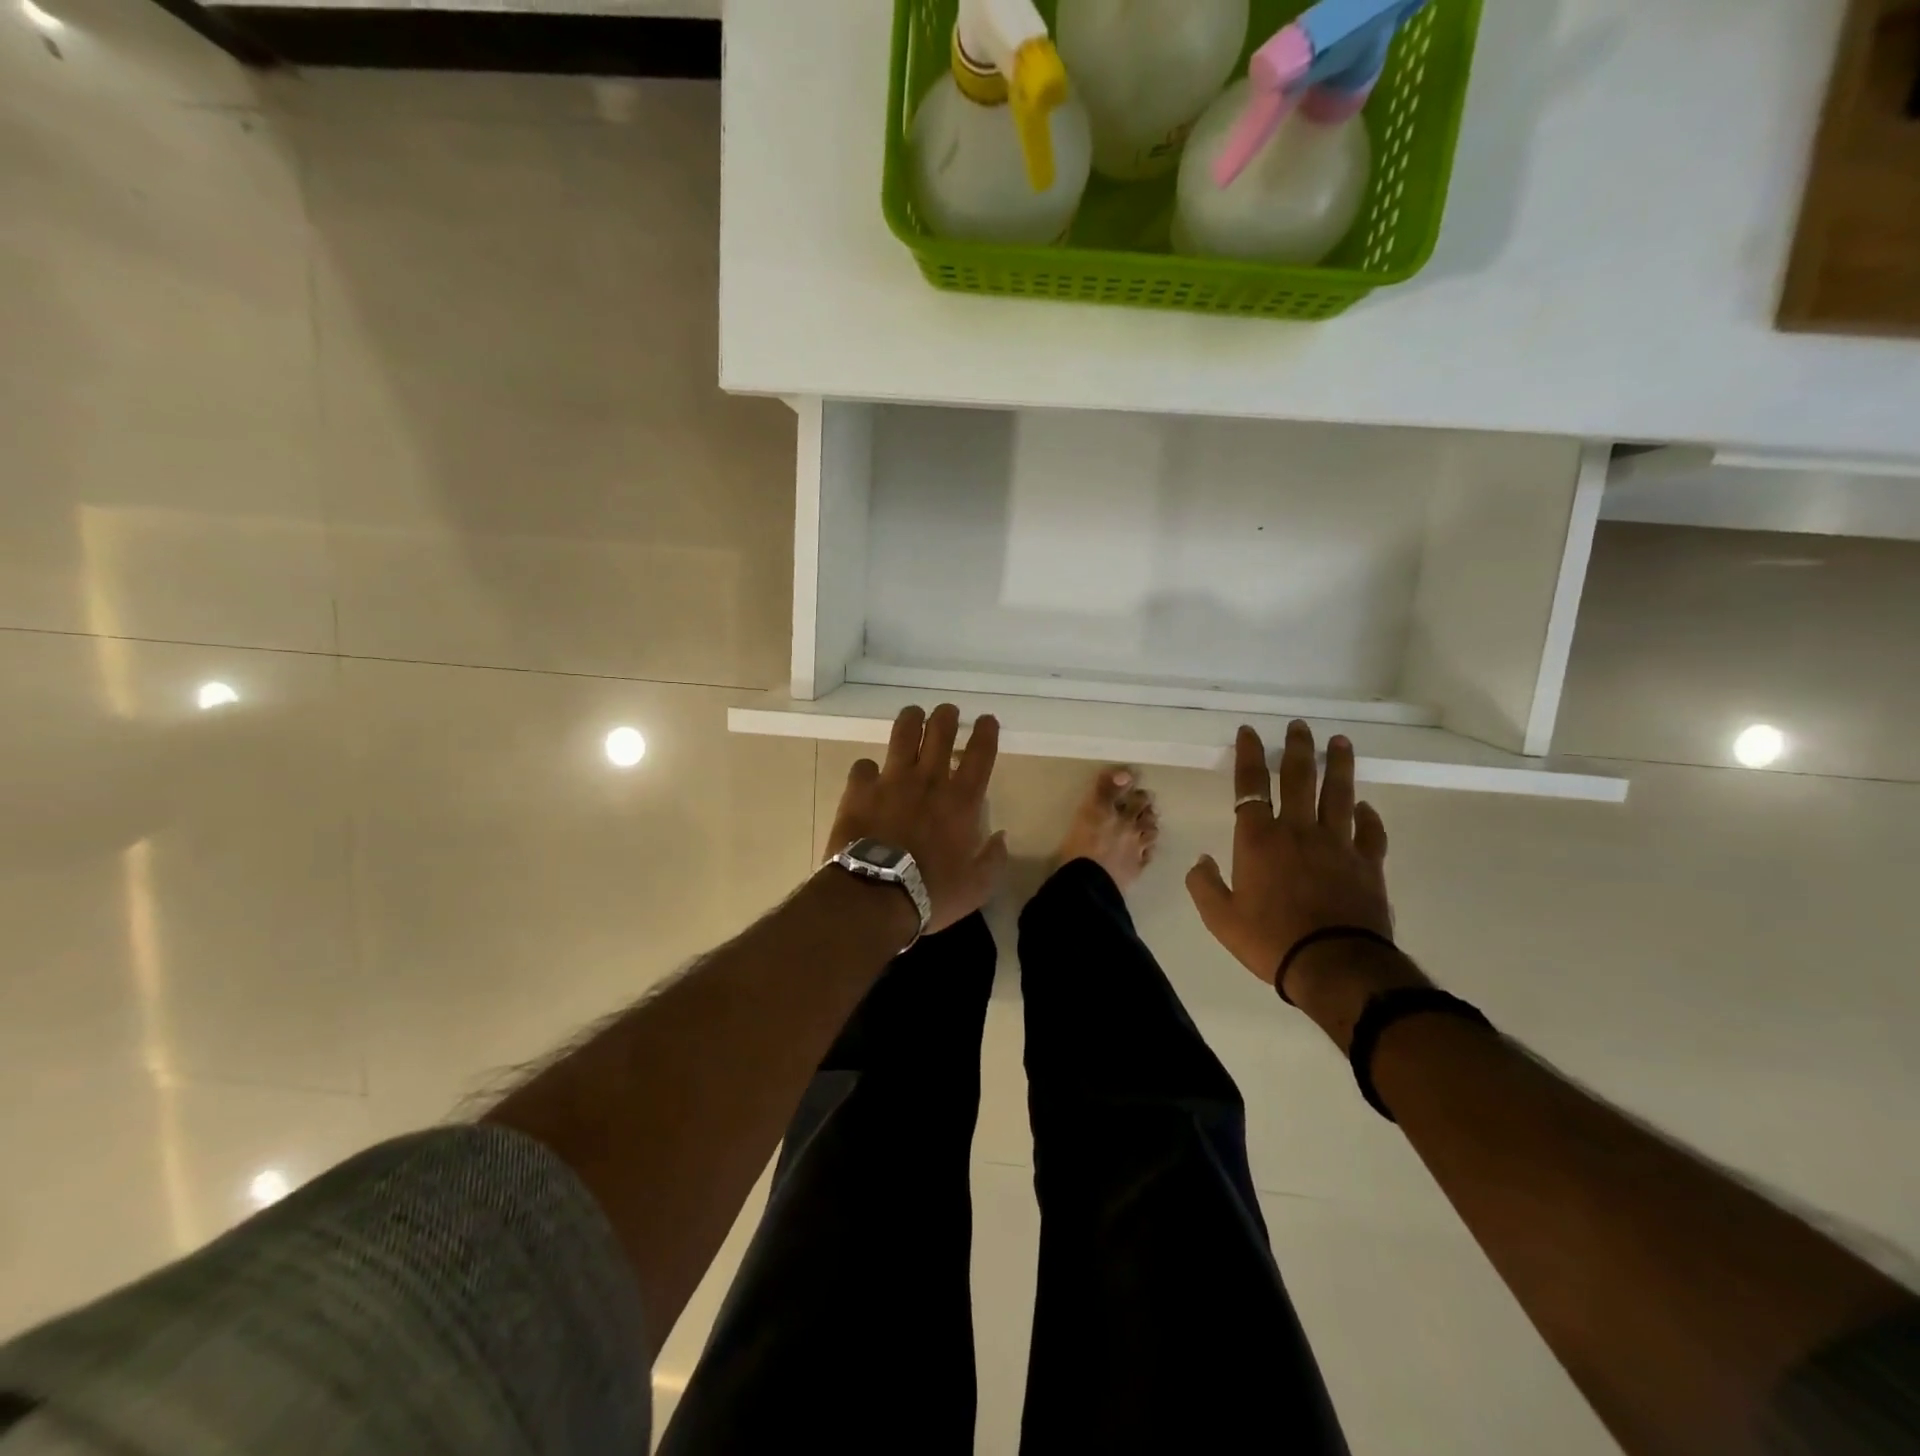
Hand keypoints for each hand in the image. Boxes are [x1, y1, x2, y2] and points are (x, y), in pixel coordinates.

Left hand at [824, 704, 1009, 933]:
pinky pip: (864, 765)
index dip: (986, 732)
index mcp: (962, 800)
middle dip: (946, 716)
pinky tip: (869, 774)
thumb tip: (1001, 837)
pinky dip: (868, 768)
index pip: (981, 753)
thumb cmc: (931, 893)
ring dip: (911, 720)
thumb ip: (993, 859)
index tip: (986, 720)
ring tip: (913, 716)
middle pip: (941, 731)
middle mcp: (929, 780)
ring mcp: (892, 780)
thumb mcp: (977, 887)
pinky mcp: (860, 789)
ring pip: (904, 733)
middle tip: (947, 713)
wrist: (876, 895)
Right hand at [1186, 722, 1395, 995]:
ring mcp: (1337, 845)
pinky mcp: (1367, 864)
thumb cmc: (1270, 940)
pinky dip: (1368, 816)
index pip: (1251, 786)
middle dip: (1298, 748)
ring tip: (1340, 742)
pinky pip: (1370, 832)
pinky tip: (1365, 806)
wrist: (1333, 965)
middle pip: (1299, 778)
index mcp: (1258, 840)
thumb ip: (1204, 885)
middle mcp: (1298, 831)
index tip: (1250, 732)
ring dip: (1339, 766)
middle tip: (1301, 726)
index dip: (1250, 755)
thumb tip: (1201, 860)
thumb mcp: (1220, 918)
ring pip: (1338, 794)